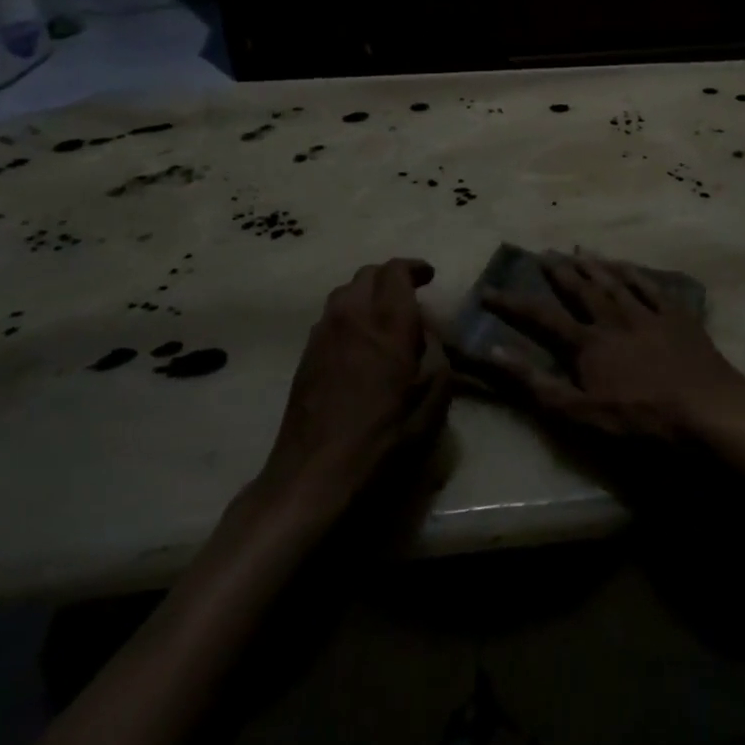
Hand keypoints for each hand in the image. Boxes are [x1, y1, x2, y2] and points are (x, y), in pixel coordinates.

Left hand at [253, 258, 450, 517]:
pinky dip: (350, 314)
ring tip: (385, 316)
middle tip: (411, 294)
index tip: (429, 276)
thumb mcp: (432, 406)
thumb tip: (430, 337)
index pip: (396, 272)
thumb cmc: (382, 443)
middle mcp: (352, 319)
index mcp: (387, 326)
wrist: (314, 476)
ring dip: (368, 293)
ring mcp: (323, 335)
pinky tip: (361, 342)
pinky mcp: (306, 355)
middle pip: (367, 274)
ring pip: (345, 292)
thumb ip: (438, 360)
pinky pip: (331, 316)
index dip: (414, 268)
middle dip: (391, 276)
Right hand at [482, 252, 744, 441]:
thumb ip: (537, 383)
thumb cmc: (640, 418)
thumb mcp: (581, 412)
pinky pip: (650, 287)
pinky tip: (625, 265)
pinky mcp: (676, 316)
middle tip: (543, 254)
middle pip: (580, 290)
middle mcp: (613, 319)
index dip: (513, 304)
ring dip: (594, 265)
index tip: (489, 290)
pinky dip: (634, 273)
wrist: (706, 408)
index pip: (542, 318)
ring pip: (614, 282)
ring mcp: (646, 314)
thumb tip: (495, 353)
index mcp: (588, 344)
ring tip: (578, 249)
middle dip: (559, 272)